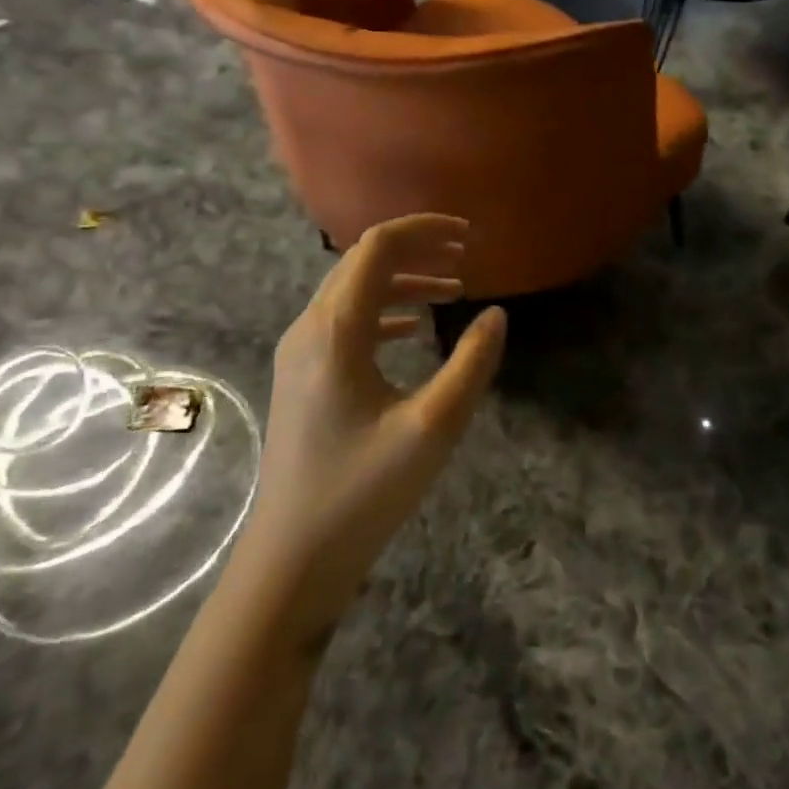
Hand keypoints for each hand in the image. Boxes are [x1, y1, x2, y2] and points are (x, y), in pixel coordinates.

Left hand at [247, 214, 505, 652]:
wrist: (292, 558)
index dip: (424, 231)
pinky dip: (387, 312)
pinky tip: (417, 330)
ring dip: (404, 281)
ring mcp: (301, 354)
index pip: (377, 247)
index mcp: (336, 329)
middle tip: (466, 258)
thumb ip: (471, 364)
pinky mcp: (304, 378)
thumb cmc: (363, 491)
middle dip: (417, 251)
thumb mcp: (433, 427)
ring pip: (355, 291)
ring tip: (453, 289)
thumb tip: (497, 315)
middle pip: (363, 262)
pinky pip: (347, 322)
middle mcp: (310, 328)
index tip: (469, 236)